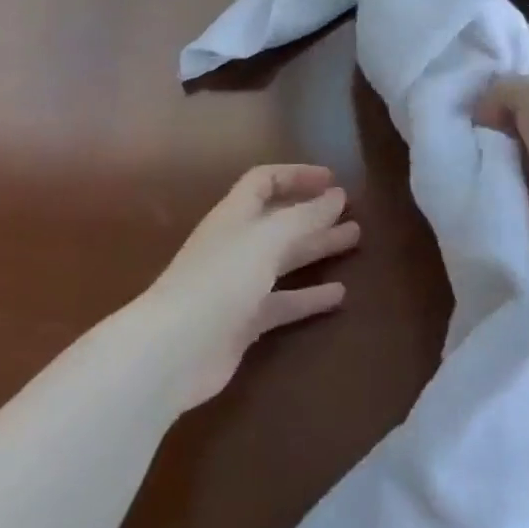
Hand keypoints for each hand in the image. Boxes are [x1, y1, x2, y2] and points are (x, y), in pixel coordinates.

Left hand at [139, 165, 359, 410]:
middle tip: (352, 210)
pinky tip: (340, 295)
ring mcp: (239, 284)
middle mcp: (237, 244)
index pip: (265, 181)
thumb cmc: (220, 280)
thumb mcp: (268, 239)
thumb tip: (336, 196)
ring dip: (317, 248)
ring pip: (285, 259)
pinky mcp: (244, 322)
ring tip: (354, 239)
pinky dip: (309, 297)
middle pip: (280, 220)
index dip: (296, 175)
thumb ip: (304, 217)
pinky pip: (284, 302)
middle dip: (314, 213)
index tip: (332, 180)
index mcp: (235, 215)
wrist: (174, 351)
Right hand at [475, 74, 528, 267]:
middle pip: (500, 126)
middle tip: (457, 132)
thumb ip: (504, 89)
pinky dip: (480, 183)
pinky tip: (467, 179)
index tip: (466, 106)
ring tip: (459, 156)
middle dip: (479, 128)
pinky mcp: (525, 202)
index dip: (490, 97)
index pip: (515, 95)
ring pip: (493, 156)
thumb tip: (481, 113)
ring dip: (477, 156)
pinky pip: (492, 186)